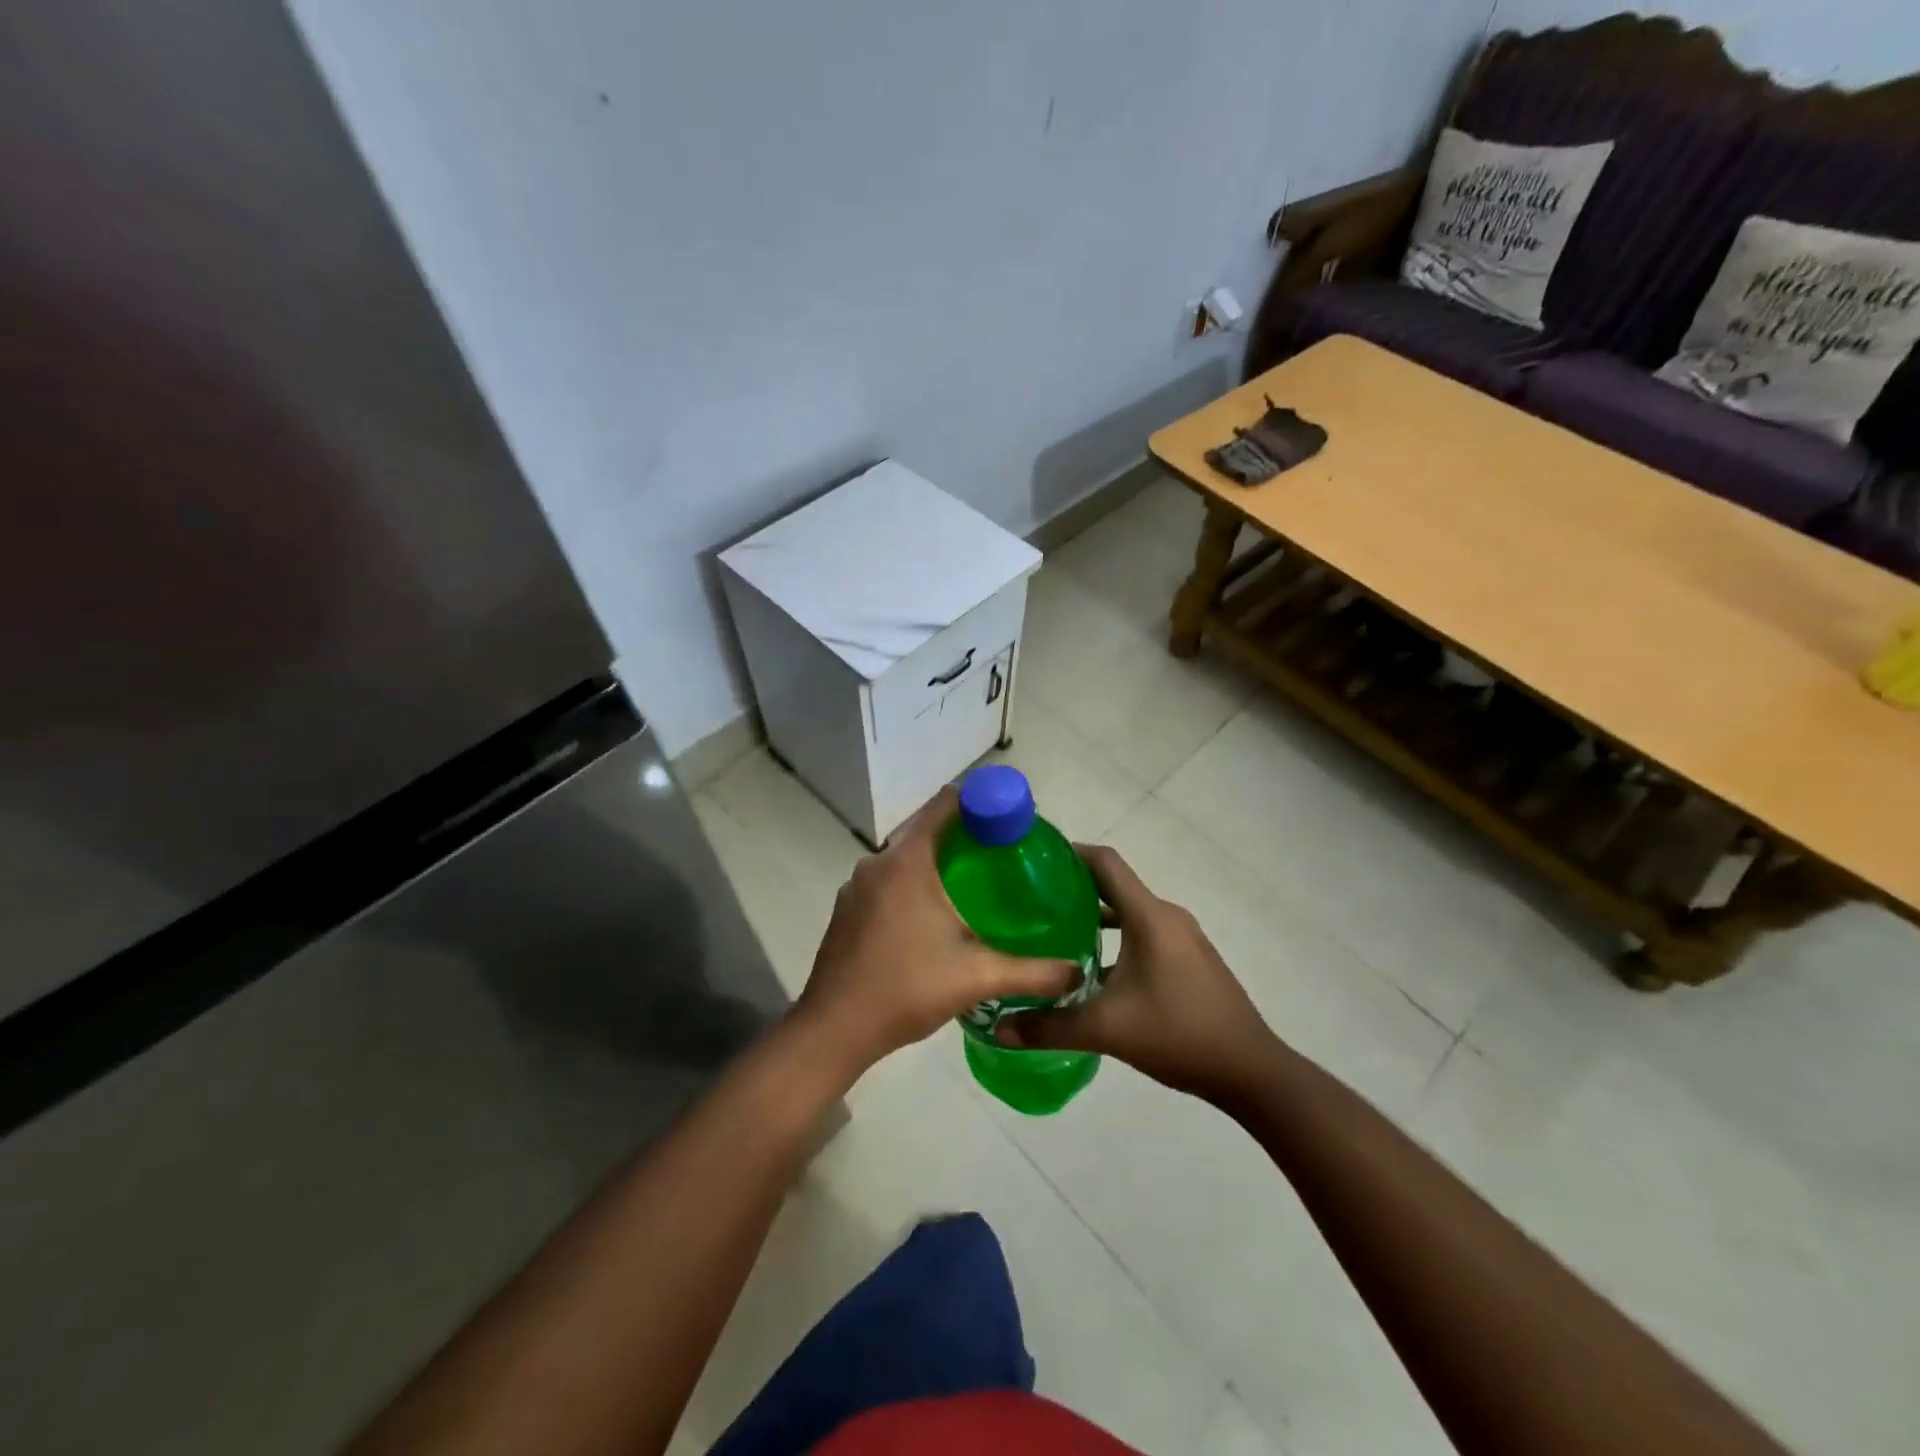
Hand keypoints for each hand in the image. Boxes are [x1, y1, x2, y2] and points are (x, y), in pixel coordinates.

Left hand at [795, 787, 1077, 1074]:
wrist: (834, 1028)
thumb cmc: (907, 988)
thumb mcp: (977, 977)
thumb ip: (1032, 972)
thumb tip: (1077, 972)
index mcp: (908, 861)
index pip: (945, 805)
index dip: (979, 801)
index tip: (1008, 817)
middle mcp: (877, 863)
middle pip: (925, 830)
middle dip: (962, 836)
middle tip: (1001, 855)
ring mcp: (856, 887)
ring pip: (903, 859)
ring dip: (935, 863)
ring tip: (973, 886)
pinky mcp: (846, 910)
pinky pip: (886, 882)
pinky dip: (911, 885)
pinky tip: (932, 917)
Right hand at [996, 844, 1279, 1103]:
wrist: (1250, 1071)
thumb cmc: (1178, 1034)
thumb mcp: (1106, 1031)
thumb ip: (1049, 1027)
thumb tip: (998, 1029)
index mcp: (1149, 917)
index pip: (1105, 863)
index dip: (1070, 853)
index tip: (1034, 860)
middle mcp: (1166, 917)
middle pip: (1114, 885)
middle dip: (1073, 889)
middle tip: (1031, 902)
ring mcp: (1182, 938)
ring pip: (1129, 913)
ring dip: (1094, 917)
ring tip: (1053, 933)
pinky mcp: (1189, 959)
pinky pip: (1144, 934)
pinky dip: (1116, 939)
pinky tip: (1091, 970)